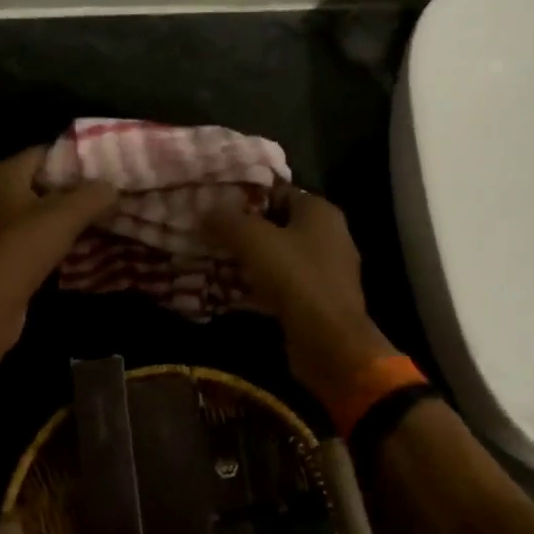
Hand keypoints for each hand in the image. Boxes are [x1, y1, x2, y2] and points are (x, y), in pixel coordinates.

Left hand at [0, 148, 117, 371]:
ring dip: (76, 217)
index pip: (47, 152)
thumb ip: (93, 195)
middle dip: (82, 189)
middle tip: (118, 192)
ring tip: (113, 217)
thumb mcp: (63, 217)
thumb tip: (114, 186)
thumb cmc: (18, 253)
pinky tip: (91, 245)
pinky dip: (64, 241)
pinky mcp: (6, 257)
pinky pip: (41, 239)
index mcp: (4, 175)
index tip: (113, 165)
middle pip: (47, 183)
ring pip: (46, 214)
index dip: (80, 157)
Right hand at [203, 190, 401, 407]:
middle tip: (208, 234)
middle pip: (277, 225)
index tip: (213, 205)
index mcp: (320, 212)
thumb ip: (226, 221)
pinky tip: (231, 293)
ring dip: (249, 260)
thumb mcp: (253, 241)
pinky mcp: (317, 301)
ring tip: (214, 261)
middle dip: (243, 230)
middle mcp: (328, 236)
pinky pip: (282, 285)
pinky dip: (259, 286)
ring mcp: (325, 271)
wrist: (330, 342)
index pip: (277, 192)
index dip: (245, 197)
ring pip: (278, 257)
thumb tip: (204, 210)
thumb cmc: (295, 278)